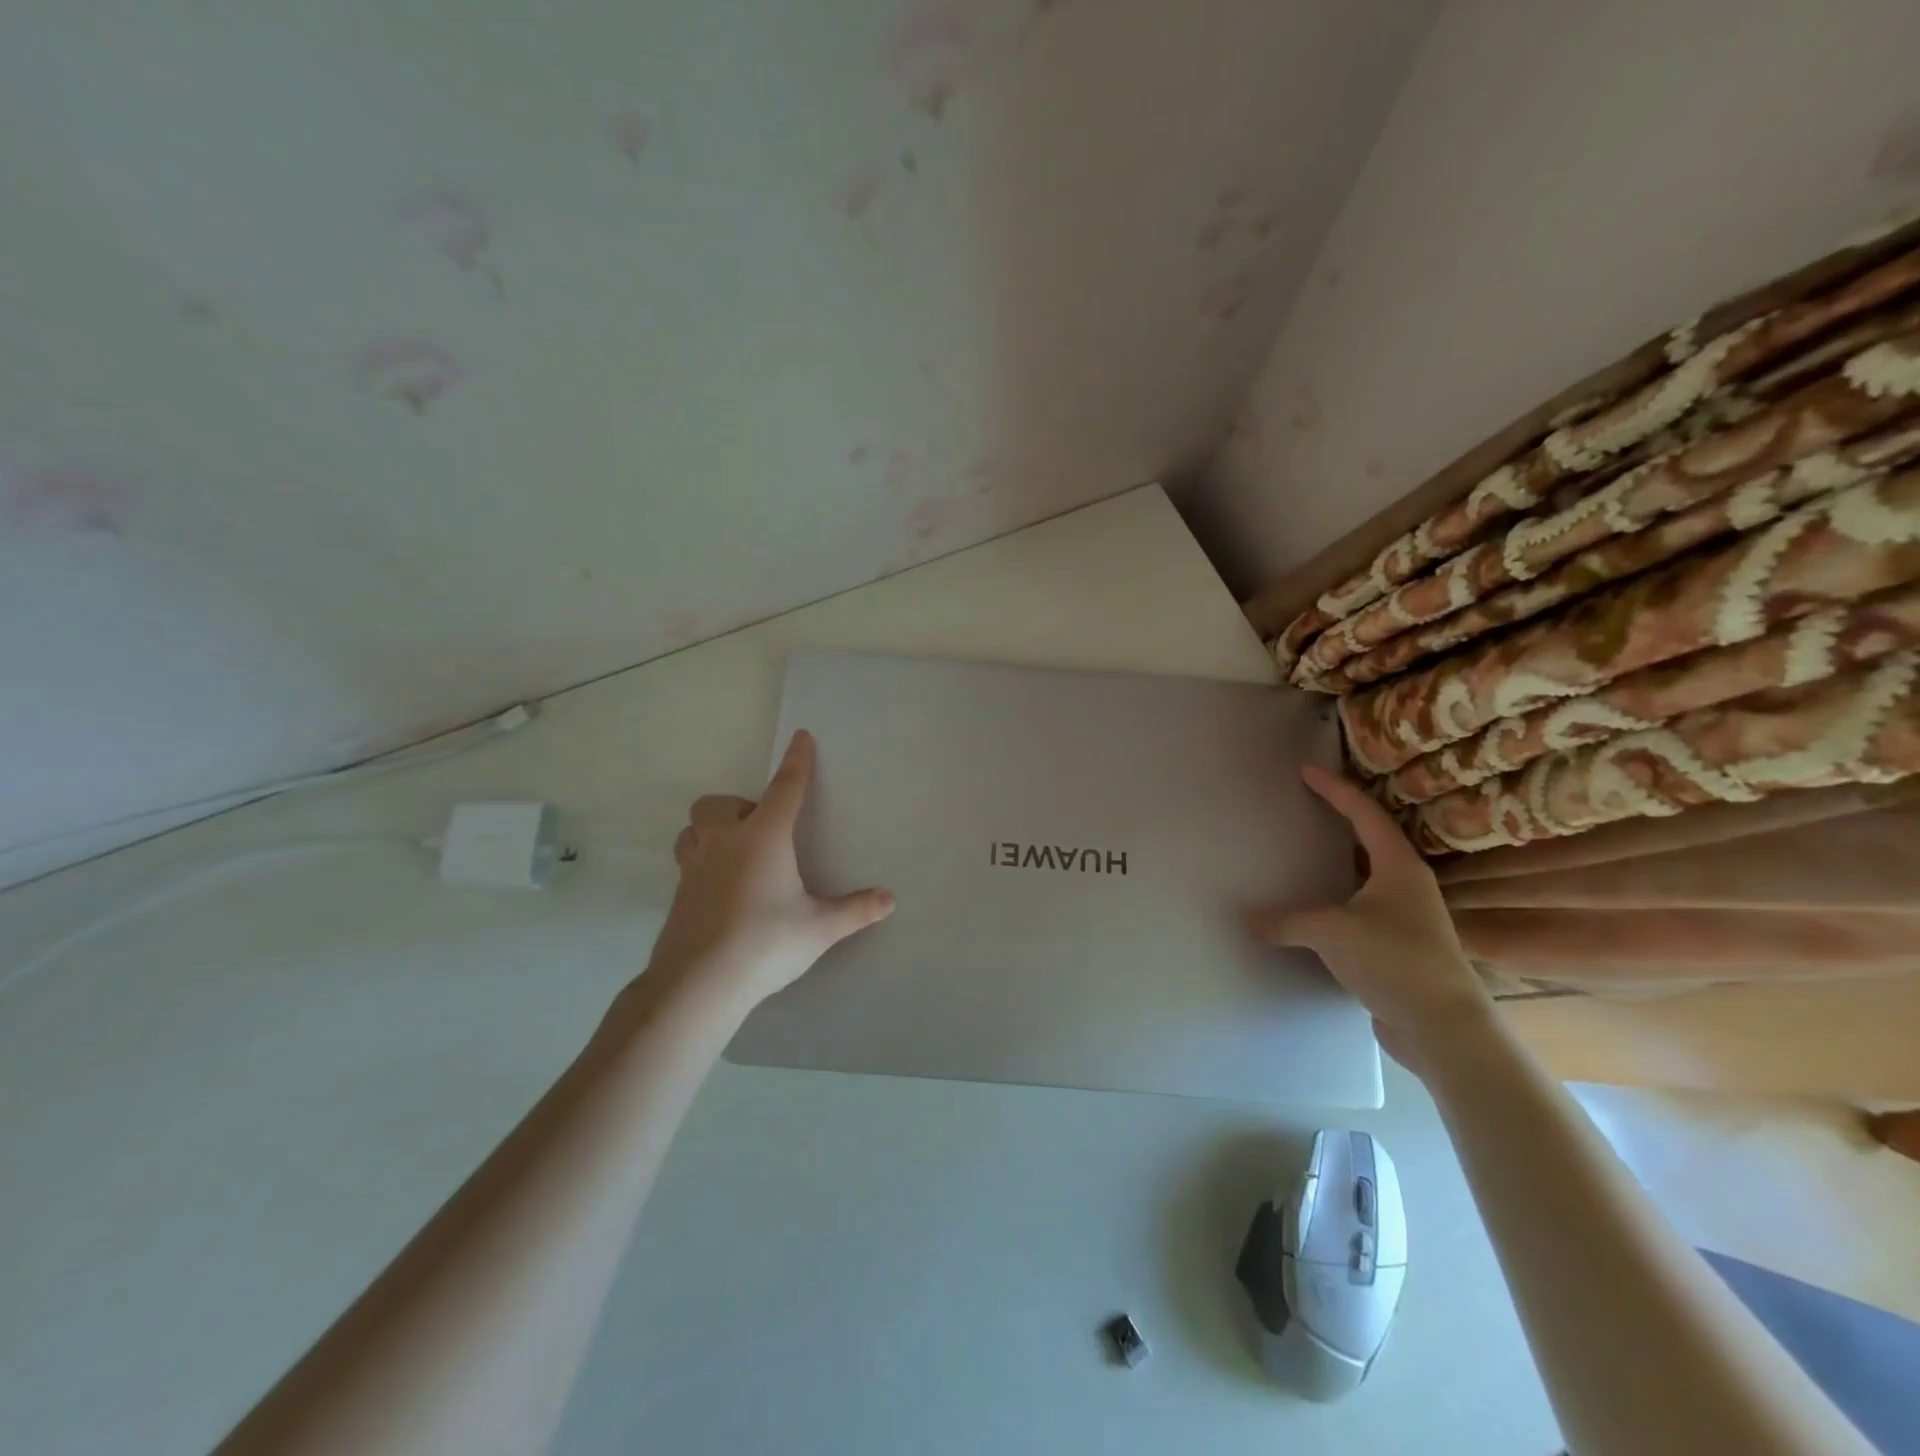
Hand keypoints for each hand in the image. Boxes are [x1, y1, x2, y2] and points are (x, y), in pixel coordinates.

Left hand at [647, 730, 894, 1008]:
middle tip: (762, 832)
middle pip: (719, 803)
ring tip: (736, 853)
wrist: (698, 983)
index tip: (801, 738)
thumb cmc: (766, 943)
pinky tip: (722, 891)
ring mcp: (693, 868)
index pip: (785, 788)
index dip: (796, 762)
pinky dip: (704, 862)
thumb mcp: (819, 928)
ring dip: (712, 830)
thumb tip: (889, 899)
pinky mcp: (677, 895)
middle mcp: (724, 843)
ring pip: (693, 829)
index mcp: (763, 838)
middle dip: (739, 806)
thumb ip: (855, 910)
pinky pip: (688, 862)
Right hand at [1248, 764, 1492, 1074]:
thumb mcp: (1332, 932)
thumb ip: (1287, 922)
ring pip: (1366, 875)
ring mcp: (1406, 917)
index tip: (1306, 770)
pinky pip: (1361, 908)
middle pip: (1371, 838)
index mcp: (1398, 866)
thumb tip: (1249, 920)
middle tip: (1309, 802)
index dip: (1335, 789)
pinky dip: (1336, 898)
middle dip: (1342, 818)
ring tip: (1307, 850)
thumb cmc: (1394, 961)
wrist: (1443, 1028)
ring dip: (1339, 860)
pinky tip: (1314, 908)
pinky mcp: (1398, 946)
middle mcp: (1407, 884)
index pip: (1364, 814)